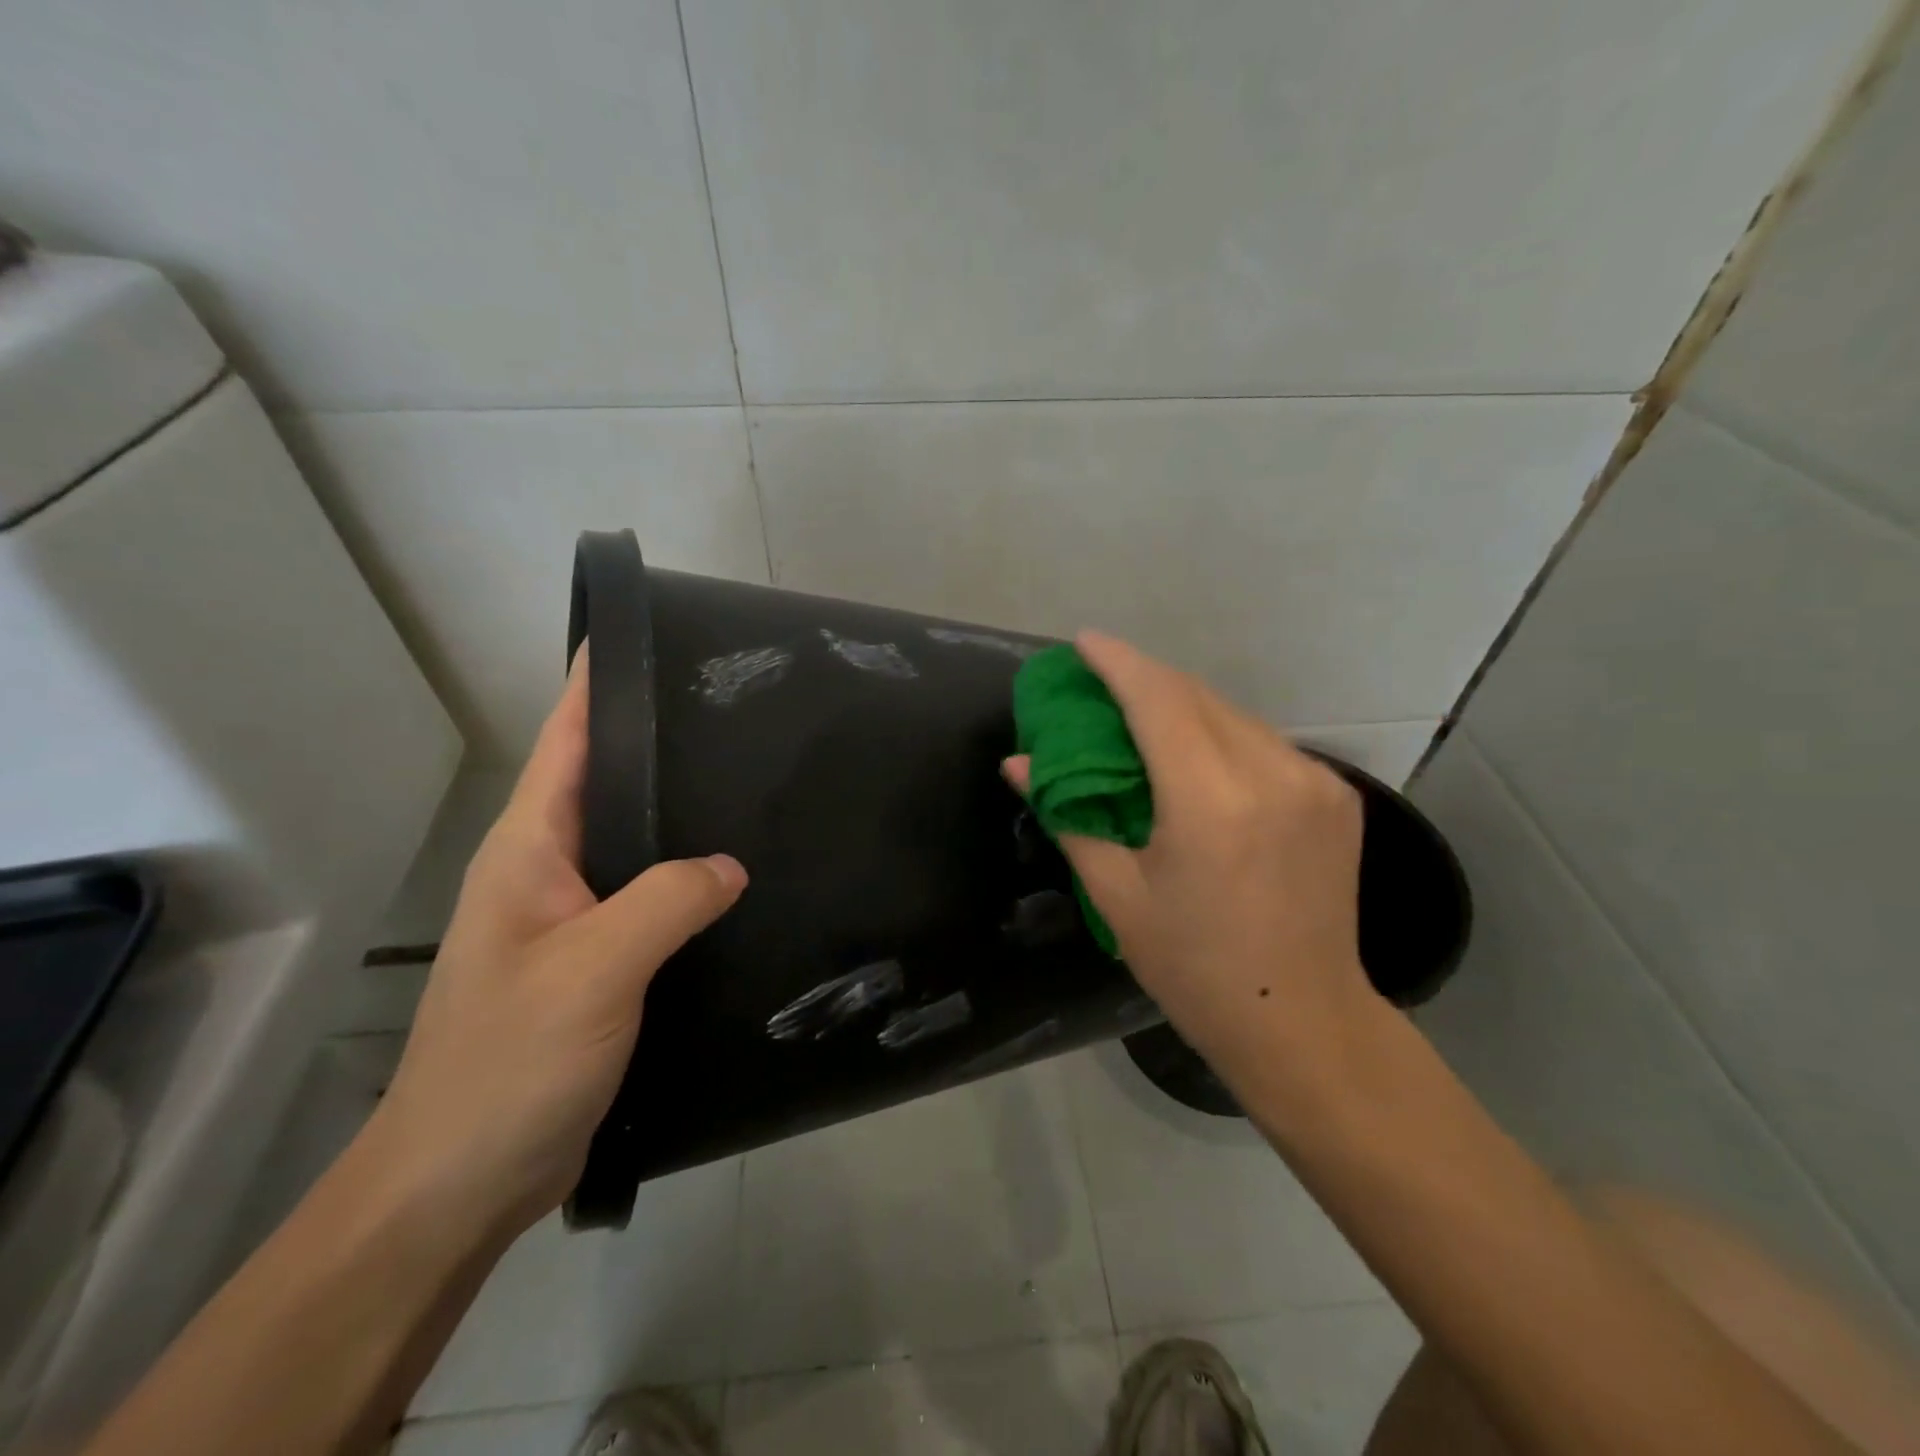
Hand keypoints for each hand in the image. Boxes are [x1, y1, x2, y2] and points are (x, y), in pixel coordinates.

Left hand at [365, 651, 746, 1238]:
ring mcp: (574, 918)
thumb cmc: (510, 1061)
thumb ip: (666, 901)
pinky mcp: (601, 962)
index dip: (599, 685)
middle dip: (660, 740)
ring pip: (637, 843)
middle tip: (736, 708)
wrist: (463, 1180)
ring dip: (682, 813)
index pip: (567, 742)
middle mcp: (549, 871)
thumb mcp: (594, 967)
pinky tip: (738, 883)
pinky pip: (653, 899)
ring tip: (752, 783)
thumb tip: (730, 864)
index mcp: (530, 849)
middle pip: (608, 783)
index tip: (650, 637)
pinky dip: (691, 881)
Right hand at [1006, 631, 1376, 1086]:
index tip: (1082, 642)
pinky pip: (1264, 742)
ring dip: (1184, 705)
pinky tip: (1198, 758)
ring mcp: (1315, 781)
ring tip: (1142, 718)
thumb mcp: (1117, 894)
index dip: (1117, 662)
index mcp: (1211, 800)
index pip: (1158, 700)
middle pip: (1196, 696)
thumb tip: (1019, 764)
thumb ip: (1069, 814)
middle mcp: (1271, 773)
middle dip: (1145, 678)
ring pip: (1234, 714)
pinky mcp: (1337, 796)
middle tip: (1101, 682)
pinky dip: (1221, 735)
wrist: (1303, 1020)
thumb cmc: (1194, 967)